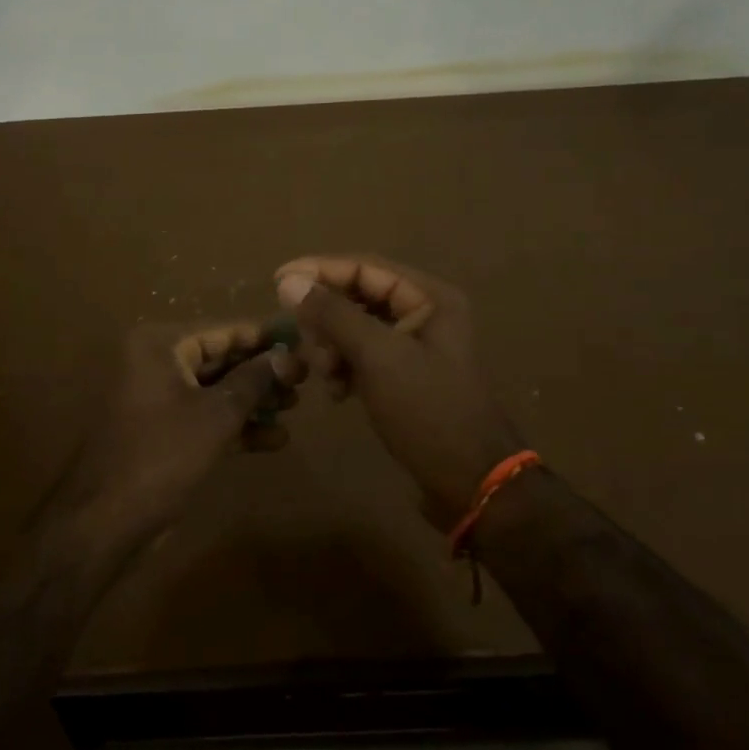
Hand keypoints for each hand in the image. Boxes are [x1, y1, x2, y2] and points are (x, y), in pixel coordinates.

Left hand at [60, 321, 305, 556]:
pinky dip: (235, 426)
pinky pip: (204, 417)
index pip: (222, 331)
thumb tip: (287, 357)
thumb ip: (254, 380)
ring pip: (214, 391)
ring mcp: (157, 399)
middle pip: (219, 359)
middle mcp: (155, 363)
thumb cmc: (163, 454)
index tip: (303, 342)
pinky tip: (275, 440)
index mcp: (159, 346)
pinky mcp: (162, 432)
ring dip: (253, 400)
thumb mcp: (216, 414)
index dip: (264, 339)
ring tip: (295, 408)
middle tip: (304, 381)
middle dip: (262, 373)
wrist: (106, 520)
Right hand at [275, 255, 520, 528]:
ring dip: (332, 347)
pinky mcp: (405, 376)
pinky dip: (344, 368)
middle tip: (304, 342)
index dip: (318, 270)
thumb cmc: (428, 410)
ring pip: (356, 329)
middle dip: (326, 319)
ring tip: (324, 374)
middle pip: (358, 296)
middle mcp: (424, 313)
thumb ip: (333, 314)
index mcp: (430, 297)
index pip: (364, 267)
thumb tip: (288, 281)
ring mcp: (415, 347)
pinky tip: (336, 392)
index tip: (276, 282)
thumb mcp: (378, 357)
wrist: (471, 482)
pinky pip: (363, 357)